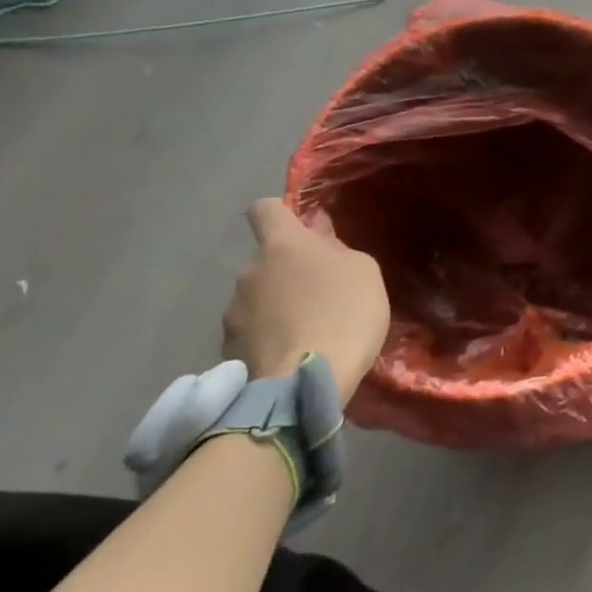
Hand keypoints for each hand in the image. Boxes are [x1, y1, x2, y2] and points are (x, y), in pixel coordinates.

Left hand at [222, 199, 389, 406]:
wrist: (304, 383)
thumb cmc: (345, 312)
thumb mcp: (363, 270)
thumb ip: (336, 246)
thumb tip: (317, 231)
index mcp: (282, 244)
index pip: (265, 208)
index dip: (282, 213)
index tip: (303, 230)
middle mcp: (249, 271)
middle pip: (266, 259)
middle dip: (287, 269)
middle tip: (319, 292)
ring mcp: (233, 312)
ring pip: (257, 296)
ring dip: (275, 304)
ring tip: (306, 328)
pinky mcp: (228, 348)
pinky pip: (251, 331)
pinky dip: (268, 335)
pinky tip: (292, 352)